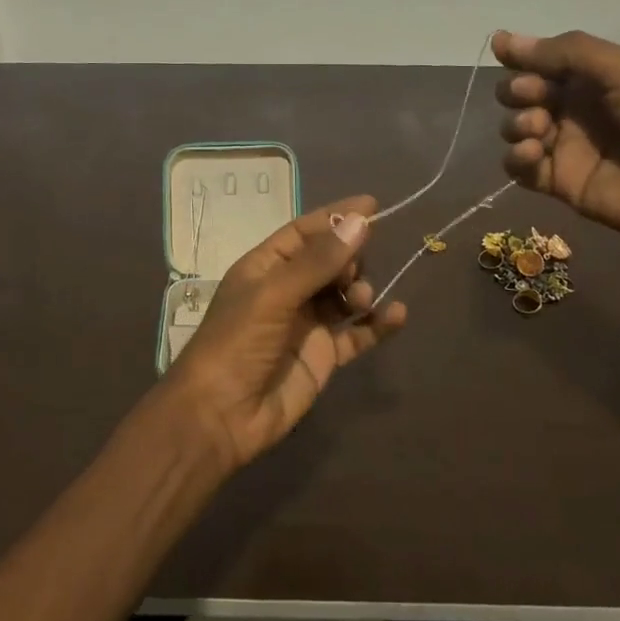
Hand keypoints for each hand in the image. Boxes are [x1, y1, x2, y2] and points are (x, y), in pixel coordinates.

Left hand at [164, 196, 407, 469]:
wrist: (221, 415)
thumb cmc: (236, 344)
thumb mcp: (274, 295)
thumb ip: (319, 261)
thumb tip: (359, 221)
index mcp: (264, 267)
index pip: (304, 232)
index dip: (335, 217)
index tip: (372, 205)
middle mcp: (287, 290)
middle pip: (330, 261)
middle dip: (349, 259)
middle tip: (351, 274)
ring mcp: (307, 324)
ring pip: (345, 295)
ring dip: (360, 290)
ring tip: (359, 301)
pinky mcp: (324, 356)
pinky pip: (358, 333)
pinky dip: (378, 324)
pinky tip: (398, 315)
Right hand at [493, 30, 619, 258]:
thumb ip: (564, 53)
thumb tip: (501, 39)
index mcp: (596, 77)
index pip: (543, 62)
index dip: (522, 58)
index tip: (504, 55)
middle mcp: (578, 109)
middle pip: (524, 95)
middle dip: (517, 90)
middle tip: (532, 96)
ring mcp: (568, 148)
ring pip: (518, 129)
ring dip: (516, 123)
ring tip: (537, 128)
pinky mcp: (562, 184)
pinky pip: (521, 168)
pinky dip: (516, 158)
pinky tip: (531, 153)